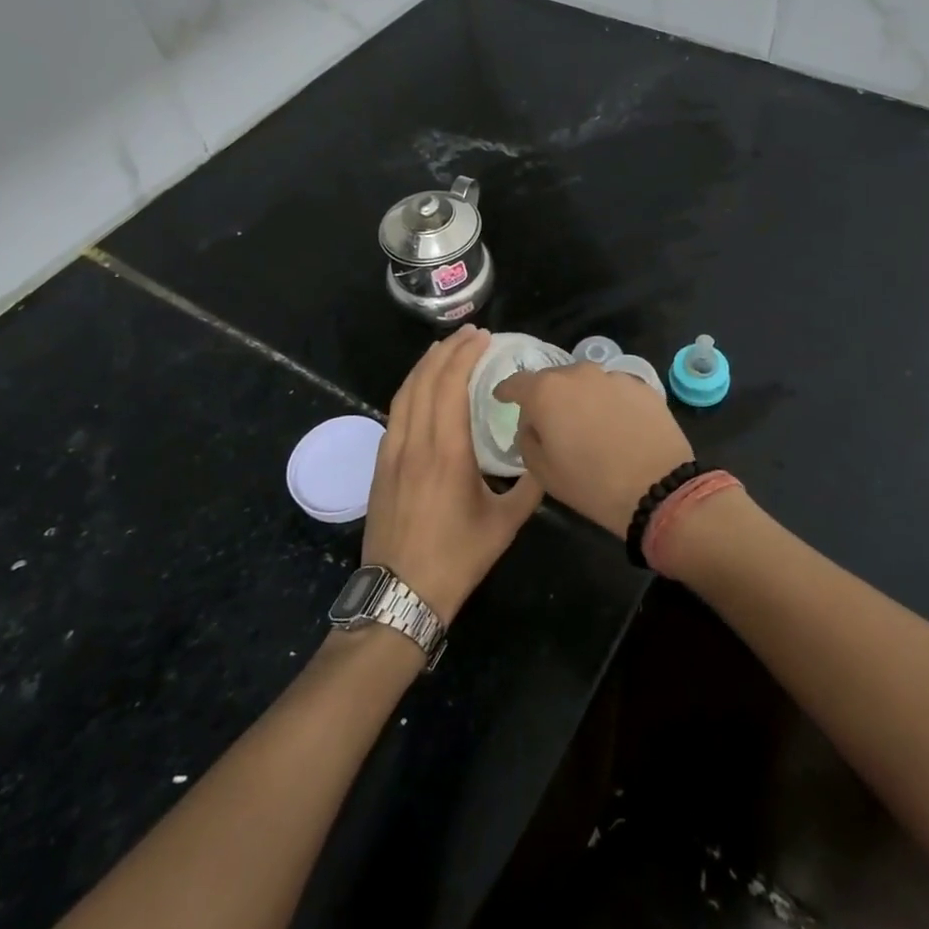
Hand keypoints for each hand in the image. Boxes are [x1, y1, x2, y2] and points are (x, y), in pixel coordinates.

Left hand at [363, 326, 543, 622]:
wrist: (399, 594)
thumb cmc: (456, 558)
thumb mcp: (505, 524)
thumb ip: (530, 486)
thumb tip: (547, 454)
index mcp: (446, 451)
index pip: (450, 385)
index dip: (465, 355)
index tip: (483, 337)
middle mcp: (414, 442)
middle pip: (424, 380)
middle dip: (446, 350)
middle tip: (469, 334)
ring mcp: (392, 452)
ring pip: (404, 393)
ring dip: (424, 365)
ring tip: (444, 349)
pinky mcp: (380, 465)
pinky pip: (394, 412)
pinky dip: (410, 389)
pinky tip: (421, 388)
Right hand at [493, 363, 693, 539]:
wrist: (658, 488)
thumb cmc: (591, 484)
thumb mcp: (543, 471)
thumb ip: (528, 439)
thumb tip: (533, 425)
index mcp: (546, 392)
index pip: (516, 383)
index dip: (507, 391)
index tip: (502, 398)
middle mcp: (578, 373)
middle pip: (553, 380)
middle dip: (548, 397)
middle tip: (551, 421)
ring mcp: (613, 376)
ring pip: (586, 382)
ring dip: (581, 398)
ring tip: (588, 424)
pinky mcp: (641, 385)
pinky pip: (614, 390)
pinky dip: (609, 403)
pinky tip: (617, 426)